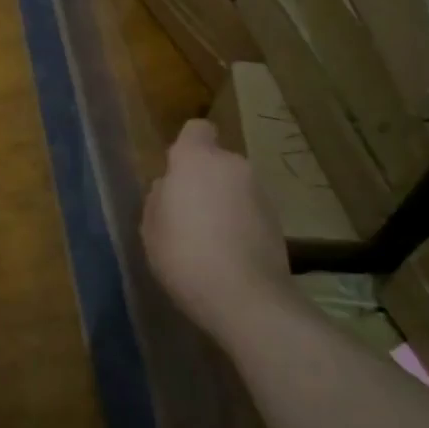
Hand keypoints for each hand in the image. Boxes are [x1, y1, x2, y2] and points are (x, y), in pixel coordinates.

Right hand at [142, 119, 290, 344]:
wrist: (246, 297)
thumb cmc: (185, 254)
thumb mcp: (151, 226)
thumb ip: (159, 197)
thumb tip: (170, 188)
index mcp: (197, 159)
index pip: (196, 130)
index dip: (186, 147)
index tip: (175, 173)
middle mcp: (233, 165)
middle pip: (216, 162)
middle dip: (204, 180)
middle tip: (187, 214)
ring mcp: (259, 192)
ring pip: (234, 187)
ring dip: (224, 203)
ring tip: (209, 240)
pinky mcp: (277, 221)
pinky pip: (249, 211)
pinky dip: (240, 224)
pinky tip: (229, 255)